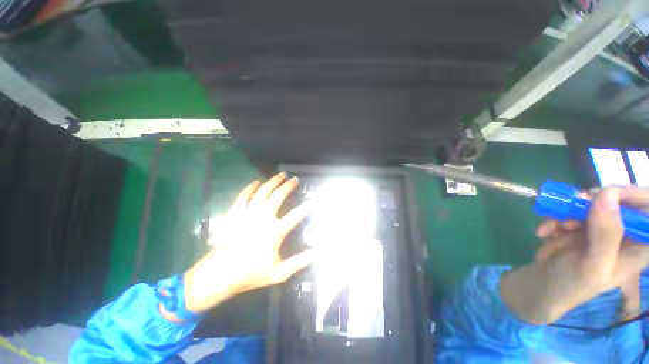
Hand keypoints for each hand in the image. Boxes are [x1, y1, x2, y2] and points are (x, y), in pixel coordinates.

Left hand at [182, 173, 312, 314]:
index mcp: (275, 231)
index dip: (304, 208)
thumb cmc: (250, 274)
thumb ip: (298, 263)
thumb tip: (314, 254)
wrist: (220, 274)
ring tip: (280, 174)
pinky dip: (250, 188)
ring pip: (263, 192)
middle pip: (278, 197)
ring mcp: (248, 213)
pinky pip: (243, 196)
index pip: (295, 216)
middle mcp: (263, 218)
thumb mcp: (278, 273)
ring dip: (272, 182)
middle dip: (288, 186)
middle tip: (295, 179)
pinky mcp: (235, 213)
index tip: (310, 202)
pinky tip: (255, 182)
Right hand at [500, 187, 648, 323]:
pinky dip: (553, 218)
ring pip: (589, 203)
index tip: (609, 193)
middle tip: (573, 206)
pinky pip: (568, 210)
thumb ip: (605, 234)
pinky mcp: (578, 224)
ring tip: (555, 226)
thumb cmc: (574, 283)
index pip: (648, 210)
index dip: (635, 195)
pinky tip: (544, 231)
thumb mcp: (593, 265)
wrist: (543, 284)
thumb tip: (607, 194)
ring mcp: (599, 227)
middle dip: (592, 202)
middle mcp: (622, 231)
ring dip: (567, 211)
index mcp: (638, 244)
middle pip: (617, 200)